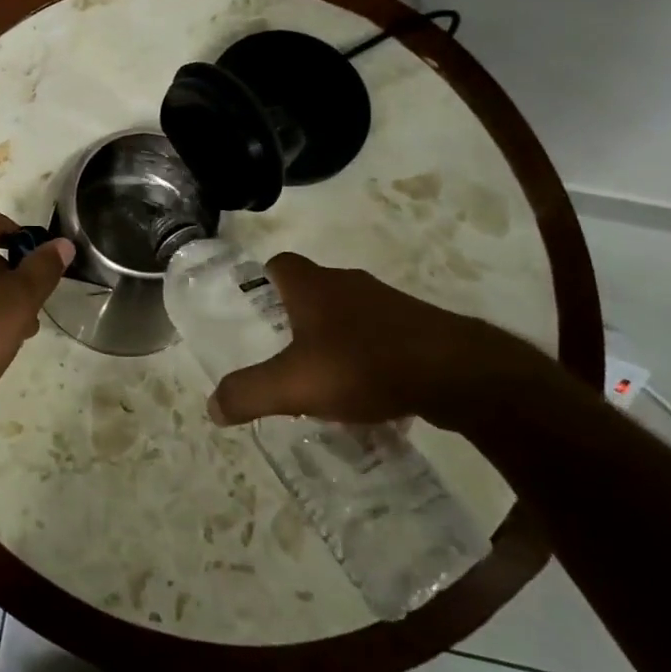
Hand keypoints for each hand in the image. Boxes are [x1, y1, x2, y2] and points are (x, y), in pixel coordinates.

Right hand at [207, 252, 545, 431]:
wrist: (458, 373)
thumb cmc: (363, 365)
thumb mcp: (294, 385)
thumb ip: (248, 393)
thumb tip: (212, 407)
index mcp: (312, 286)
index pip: (278, 264)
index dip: (262, 281)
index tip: (254, 308)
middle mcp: (348, 283)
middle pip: (312, 289)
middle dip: (296, 316)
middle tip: (283, 351)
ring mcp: (388, 303)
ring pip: (349, 314)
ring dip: (334, 338)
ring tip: (325, 379)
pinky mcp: (419, 328)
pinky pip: (381, 337)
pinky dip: (369, 356)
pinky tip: (370, 393)